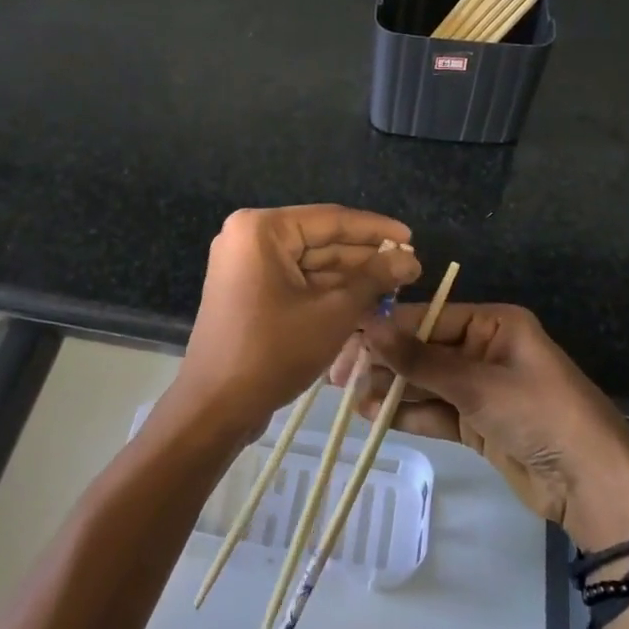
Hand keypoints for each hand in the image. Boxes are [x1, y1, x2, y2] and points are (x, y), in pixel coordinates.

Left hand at [170, 205, 420, 443]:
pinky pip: (296, 284)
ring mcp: (247, 267)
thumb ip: (374, 279)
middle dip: (366, 258)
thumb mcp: (333, 312)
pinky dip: (328, 294)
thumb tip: (410, 258)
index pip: (331, 220)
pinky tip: (367, 304)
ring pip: (311, 266)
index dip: (377, 230)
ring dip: (351, 279)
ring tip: (396, 288)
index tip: (413, 238)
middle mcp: (249, 239)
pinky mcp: (249, 294)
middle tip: (410, 269)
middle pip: (321, 241)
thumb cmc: (273, 351)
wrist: (216, 407)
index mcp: (262, 230)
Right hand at [332, 303, 628, 541]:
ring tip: (351, 398)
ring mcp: (481, 388)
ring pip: (426, 382)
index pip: (429, 317)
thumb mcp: (478, 384)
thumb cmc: (541, 414)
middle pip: (424, 349)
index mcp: (494, 323)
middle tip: (341, 376)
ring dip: (392, 389)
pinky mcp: (478, 422)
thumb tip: (368, 326)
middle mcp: (485, 348)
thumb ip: (420, 359)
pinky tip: (374, 415)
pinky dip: (408, 413)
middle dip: (385, 362)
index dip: (387, 329)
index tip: (346, 340)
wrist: (592, 484)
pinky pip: (436, 411)